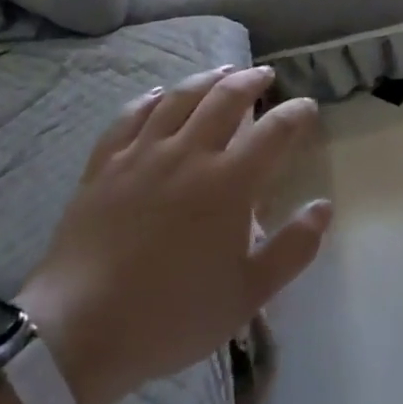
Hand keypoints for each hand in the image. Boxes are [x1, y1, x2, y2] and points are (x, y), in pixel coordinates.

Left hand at [17, 65, 330, 403]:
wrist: (78, 332)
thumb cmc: (172, 315)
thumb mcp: (248, 294)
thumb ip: (293, 249)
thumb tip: (324, 207)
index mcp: (229, 183)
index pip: (274, 131)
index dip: (296, 113)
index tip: (307, 107)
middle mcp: (189, 154)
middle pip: (226, 98)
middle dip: (252, 81)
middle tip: (265, 75)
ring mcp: (142, 155)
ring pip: (180, 98)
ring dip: (207, 79)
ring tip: (223, 71)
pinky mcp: (105, 165)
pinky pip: (130, 116)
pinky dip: (150, 99)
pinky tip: (158, 94)